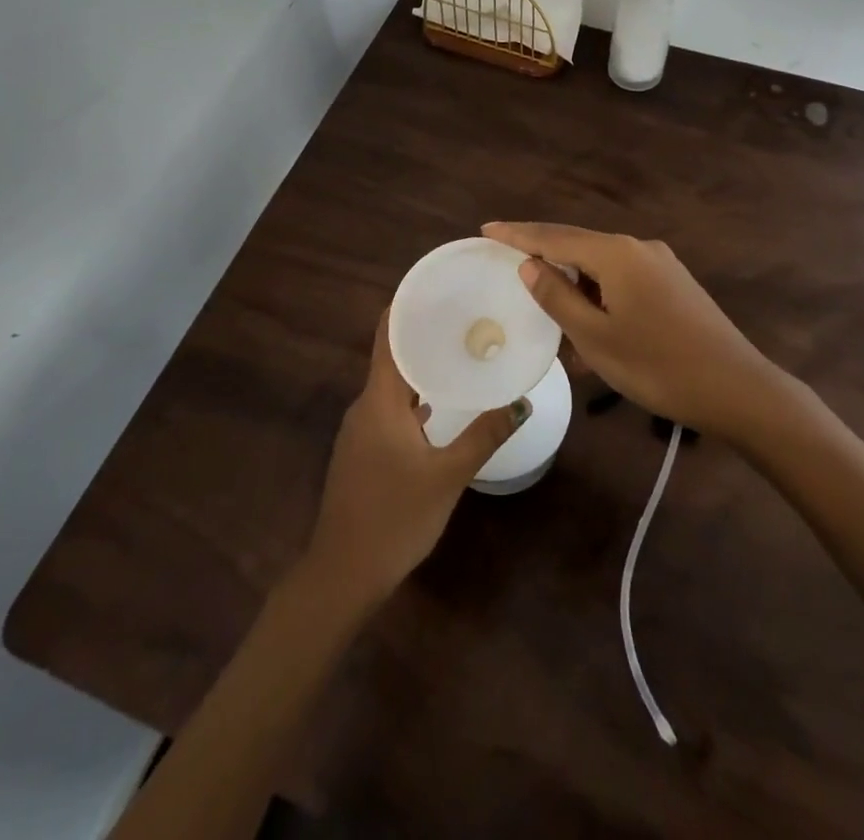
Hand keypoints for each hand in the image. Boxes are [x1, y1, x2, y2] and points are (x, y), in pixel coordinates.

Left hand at [301, 313, 525, 608]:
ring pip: (392, 385)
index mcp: (379, 399)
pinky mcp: (363, 451)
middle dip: (425, 335)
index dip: (407, 306)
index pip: (387, 335)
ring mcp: (360, 430)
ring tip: (461, 353)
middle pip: (392, 356)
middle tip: (466, 318)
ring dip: (421, 367)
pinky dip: (415, 397)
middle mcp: (365, 405)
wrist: (343, 575)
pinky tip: (441, 404)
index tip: (438, 287)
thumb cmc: (394, 517)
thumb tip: (521, 401)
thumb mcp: (447, 475)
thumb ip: (484, 435)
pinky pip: (390, 409)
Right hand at [483, 221, 786, 439]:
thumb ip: (558, 297)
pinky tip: (591, 331)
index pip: (554, 237)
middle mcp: (638, 248)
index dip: (518, 234)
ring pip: (602, 269)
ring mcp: (661, 265)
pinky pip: (624, 283)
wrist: (738, 389)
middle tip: (510, 270)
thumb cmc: (658, 366)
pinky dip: (600, 299)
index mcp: (616, 253)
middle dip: (545, 259)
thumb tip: (530, 266)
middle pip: (579, 247)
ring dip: (575, 289)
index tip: (486, 229)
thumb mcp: (596, 337)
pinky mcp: (675, 286)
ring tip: (551, 317)